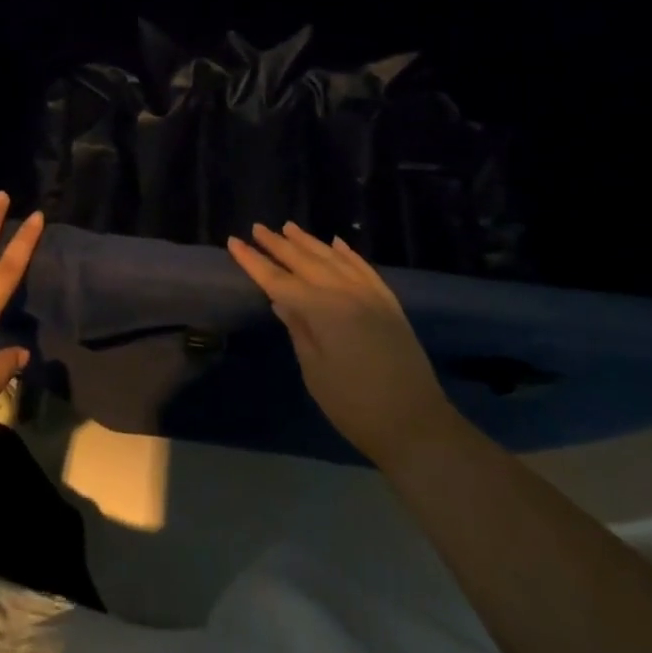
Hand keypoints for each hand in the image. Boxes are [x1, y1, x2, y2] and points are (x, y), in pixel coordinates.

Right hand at [227, 222, 460, 465]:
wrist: (417, 425)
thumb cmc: (356, 407)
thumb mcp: (316, 373)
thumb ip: (298, 330)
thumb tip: (282, 301)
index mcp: (322, 310)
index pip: (279, 280)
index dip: (254, 262)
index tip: (233, 242)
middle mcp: (345, 293)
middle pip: (305, 262)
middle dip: (278, 244)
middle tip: (257, 227)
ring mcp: (370, 295)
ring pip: (333, 258)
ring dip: (309, 242)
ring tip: (288, 227)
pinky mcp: (388, 303)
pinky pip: (363, 268)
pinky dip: (348, 253)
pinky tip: (336, 243)